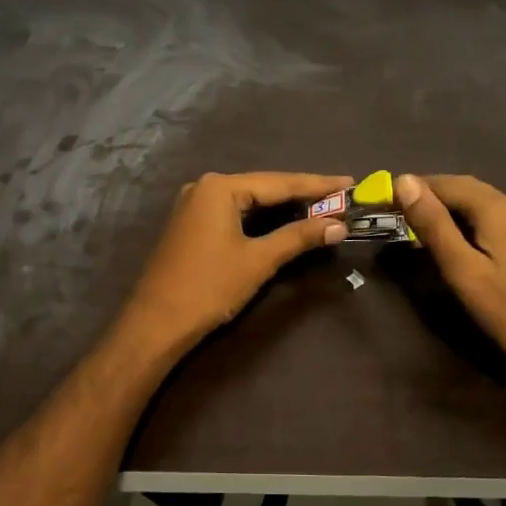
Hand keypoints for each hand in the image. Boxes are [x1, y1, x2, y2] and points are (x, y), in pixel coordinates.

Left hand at [116, 172, 351, 353]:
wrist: (155, 324)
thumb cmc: (208, 287)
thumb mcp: (258, 261)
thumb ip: (298, 238)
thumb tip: (339, 225)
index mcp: (219, 187)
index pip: (279, 182)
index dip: (318, 185)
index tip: (350, 182)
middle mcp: (204, 187)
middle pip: (263, 187)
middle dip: (302, 194)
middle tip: (341, 196)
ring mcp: (193, 204)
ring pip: (249, 200)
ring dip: (283, 207)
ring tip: (322, 206)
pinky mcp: (190, 224)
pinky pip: (234, 212)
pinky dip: (261, 218)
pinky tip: (283, 220)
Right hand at [396, 173, 505, 379]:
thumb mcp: (464, 271)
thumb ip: (434, 225)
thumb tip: (403, 180)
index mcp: (496, 209)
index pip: (446, 182)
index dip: (414, 187)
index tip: (384, 201)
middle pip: (465, 188)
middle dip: (430, 194)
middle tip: (398, 213)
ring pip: (480, 202)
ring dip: (448, 207)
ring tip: (420, 226)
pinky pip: (493, 217)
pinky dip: (467, 220)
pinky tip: (457, 240)